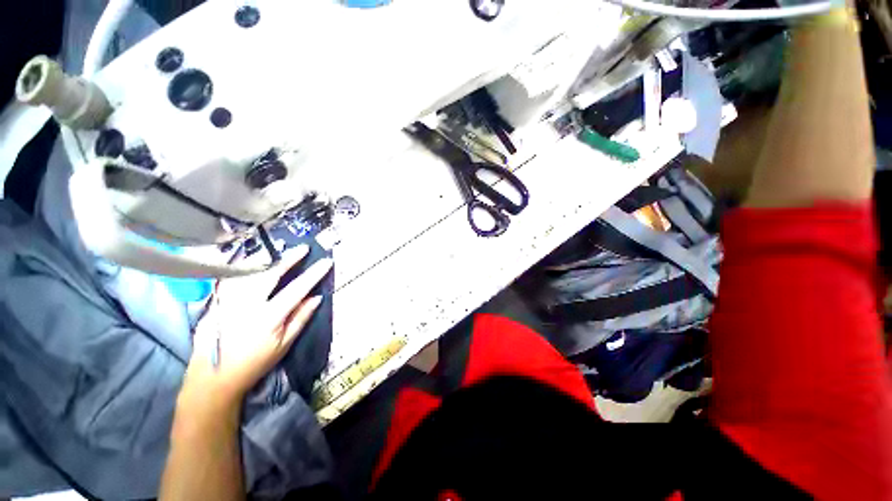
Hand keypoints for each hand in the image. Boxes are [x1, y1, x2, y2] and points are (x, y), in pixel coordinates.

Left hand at [181, 247, 332, 411]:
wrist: (213, 378)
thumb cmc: (255, 363)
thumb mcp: (284, 344)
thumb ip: (300, 318)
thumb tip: (316, 297)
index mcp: (268, 317)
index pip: (296, 289)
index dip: (313, 274)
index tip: (326, 262)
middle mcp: (247, 305)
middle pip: (269, 274)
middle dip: (289, 259)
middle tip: (302, 248)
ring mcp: (228, 302)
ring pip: (247, 272)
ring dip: (266, 258)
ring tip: (278, 250)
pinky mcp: (216, 302)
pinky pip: (232, 278)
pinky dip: (244, 266)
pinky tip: (252, 261)